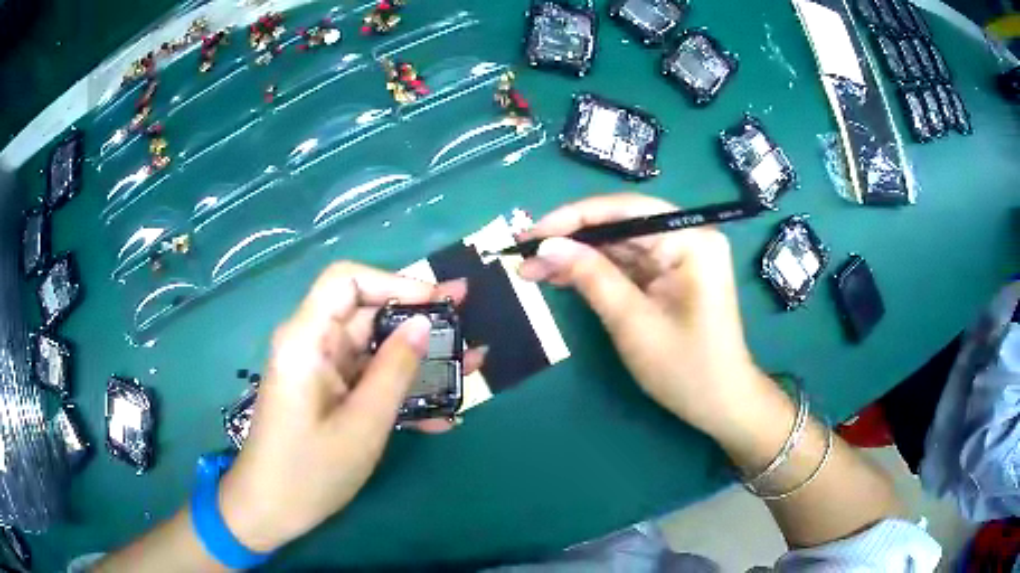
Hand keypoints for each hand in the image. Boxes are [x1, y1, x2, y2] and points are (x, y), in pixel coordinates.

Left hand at [216, 263, 483, 552]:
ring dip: (418, 359)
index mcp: (307, 340)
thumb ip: (395, 371)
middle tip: (469, 326)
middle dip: (419, 321)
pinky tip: (441, 414)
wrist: (270, 509)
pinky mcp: (329, 393)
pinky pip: (369, 379)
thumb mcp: (362, 425)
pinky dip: (401, 390)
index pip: (347, 280)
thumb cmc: (310, 471)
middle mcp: (312, 344)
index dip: (394, 282)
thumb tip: (424, 323)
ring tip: (469, 366)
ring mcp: (321, 370)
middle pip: (367, 313)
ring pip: (374, 348)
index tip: (438, 302)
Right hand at [518, 193, 770, 438]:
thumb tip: (546, 245)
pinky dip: (594, 273)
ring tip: (530, 269)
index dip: (574, 217)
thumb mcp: (633, 322)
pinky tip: (559, 277)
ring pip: (618, 246)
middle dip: (571, 240)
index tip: (532, 232)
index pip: (626, 211)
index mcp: (691, 240)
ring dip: (576, 257)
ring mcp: (679, 258)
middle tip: (522, 253)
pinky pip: (627, 266)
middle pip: (620, 226)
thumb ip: (591, 277)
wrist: (720, 404)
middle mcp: (687, 238)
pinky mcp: (669, 277)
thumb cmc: (685, 368)